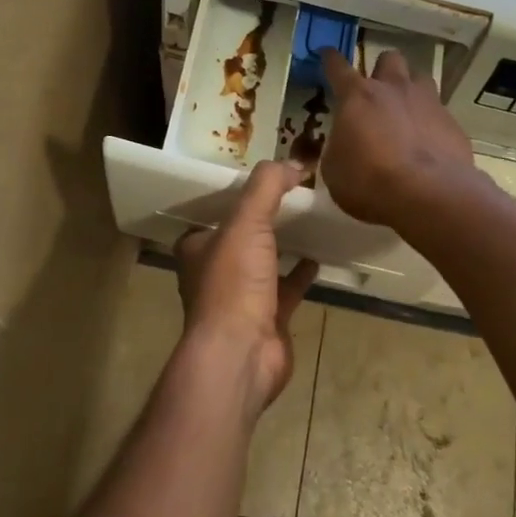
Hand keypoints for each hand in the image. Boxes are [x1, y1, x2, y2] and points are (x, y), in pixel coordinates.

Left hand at [173, 160, 318, 418]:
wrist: (241, 355)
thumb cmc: (233, 284)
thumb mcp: (246, 222)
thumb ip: (267, 186)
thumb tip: (295, 161)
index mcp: (197, 248)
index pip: (212, 213)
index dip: (234, 196)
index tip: (262, 179)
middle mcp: (214, 272)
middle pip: (240, 238)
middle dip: (261, 220)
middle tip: (292, 195)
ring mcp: (240, 298)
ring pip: (263, 263)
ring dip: (281, 245)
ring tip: (308, 220)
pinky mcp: (267, 319)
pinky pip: (287, 289)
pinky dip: (300, 273)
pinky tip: (319, 258)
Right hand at [318, 47, 475, 227]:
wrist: (428, 195)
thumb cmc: (369, 181)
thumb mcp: (334, 169)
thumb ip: (338, 147)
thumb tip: (343, 144)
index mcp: (357, 96)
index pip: (338, 67)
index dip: (330, 59)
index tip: (327, 54)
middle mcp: (393, 89)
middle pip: (389, 59)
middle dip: (382, 69)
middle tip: (377, 89)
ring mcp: (427, 102)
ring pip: (420, 78)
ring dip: (411, 89)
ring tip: (407, 110)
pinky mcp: (452, 123)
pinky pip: (440, 112)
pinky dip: (431, 122)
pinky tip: (428, 143)